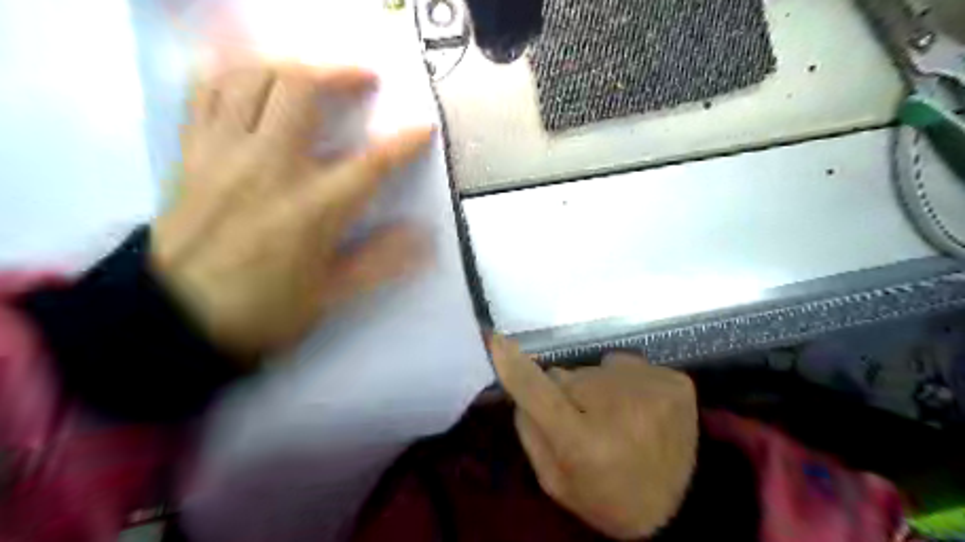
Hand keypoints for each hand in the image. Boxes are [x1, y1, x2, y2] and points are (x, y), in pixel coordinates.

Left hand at [152, 63, 431, 358]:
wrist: (177, 319)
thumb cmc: (265, 309)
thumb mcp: (331, 294)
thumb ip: (381, 260)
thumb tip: (425, 237)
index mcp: (314, 209)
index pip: (371, 163)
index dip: (404, 142)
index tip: (424, 128)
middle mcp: (270, 167)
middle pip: (302, 90)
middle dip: (341, 73)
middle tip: (364, 80)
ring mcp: (225, 153)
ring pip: (252, 77)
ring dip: (290, 67)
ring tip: (313, 77)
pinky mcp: (192, 152)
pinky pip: (206, 91)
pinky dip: (235, 75)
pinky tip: (256, 84)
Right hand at [492, 337, 696, 539]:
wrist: (679, 508)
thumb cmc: (606, 498)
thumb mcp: (555, 480)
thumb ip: (530, 430)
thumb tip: (519, 381)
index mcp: (585, 444)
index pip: (539, 393)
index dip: (515, 366)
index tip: (495, 340)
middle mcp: (619, 411)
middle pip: (567, 376)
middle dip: (566, 392)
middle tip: (585, 422)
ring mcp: (652, 392)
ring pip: (598, 369)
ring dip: (598, 388)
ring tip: (617, 419)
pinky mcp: (676, 383)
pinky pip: (628, 366)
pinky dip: (627, 383)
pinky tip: (640, 410)